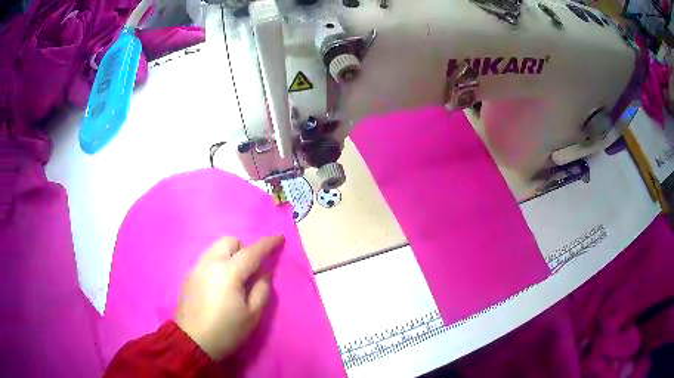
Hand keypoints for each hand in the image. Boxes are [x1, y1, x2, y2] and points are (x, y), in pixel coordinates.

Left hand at [175, 235, 283, 360]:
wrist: (193, 342)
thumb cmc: (227, 330)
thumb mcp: (253, 314)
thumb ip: (262, 290)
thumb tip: (265, 274)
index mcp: (229, 272)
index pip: (252, 251)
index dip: (268, 243)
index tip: (279, 238)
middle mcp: (210, 263)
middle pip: (230, 242)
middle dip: (244, 249)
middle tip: (251, 270)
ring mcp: (197, 268)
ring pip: (216, 248)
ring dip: (230, 254)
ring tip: (235, 277)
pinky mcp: (189, 276)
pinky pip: (207, 259)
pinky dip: (218, 263)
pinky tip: (220, 283)